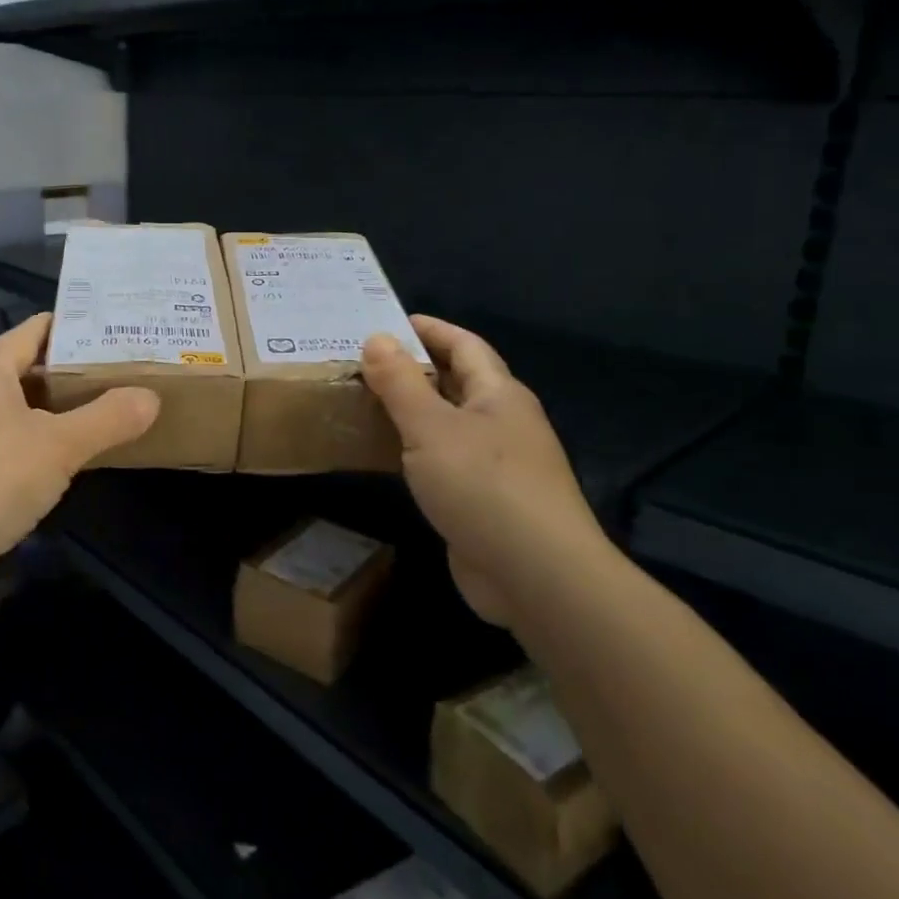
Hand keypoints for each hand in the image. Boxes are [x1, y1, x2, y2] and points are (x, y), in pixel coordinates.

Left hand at [0, 313, 158, 603]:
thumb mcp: (58, 446)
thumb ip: (108, 418)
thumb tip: (151, 397)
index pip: (38, 329)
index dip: (79, 327)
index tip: (121, 332)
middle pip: (32, 369)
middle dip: (78, 373)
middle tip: (130, 374)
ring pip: (22, 409)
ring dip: (62, 413)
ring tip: (114, 411)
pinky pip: (10, 442)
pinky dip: (41, 444)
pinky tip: (74, 459)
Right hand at [361, 316, 604, 626]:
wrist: (536, 575)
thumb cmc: (484, 486)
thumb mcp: (431, 427)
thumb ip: (400, 382)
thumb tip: (377, 338)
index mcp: (499, 394)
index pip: (464, 345)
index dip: (429, 329)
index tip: (386, 323)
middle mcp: (503, 423)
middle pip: (456, 382)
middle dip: (413, 369)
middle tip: (362, 363)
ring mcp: (497, 464)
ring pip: (447, 423)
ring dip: (410, 411)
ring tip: (362, 402)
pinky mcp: (484, 500)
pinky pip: (443, 460)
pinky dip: (413, 450)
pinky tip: (383, 456)